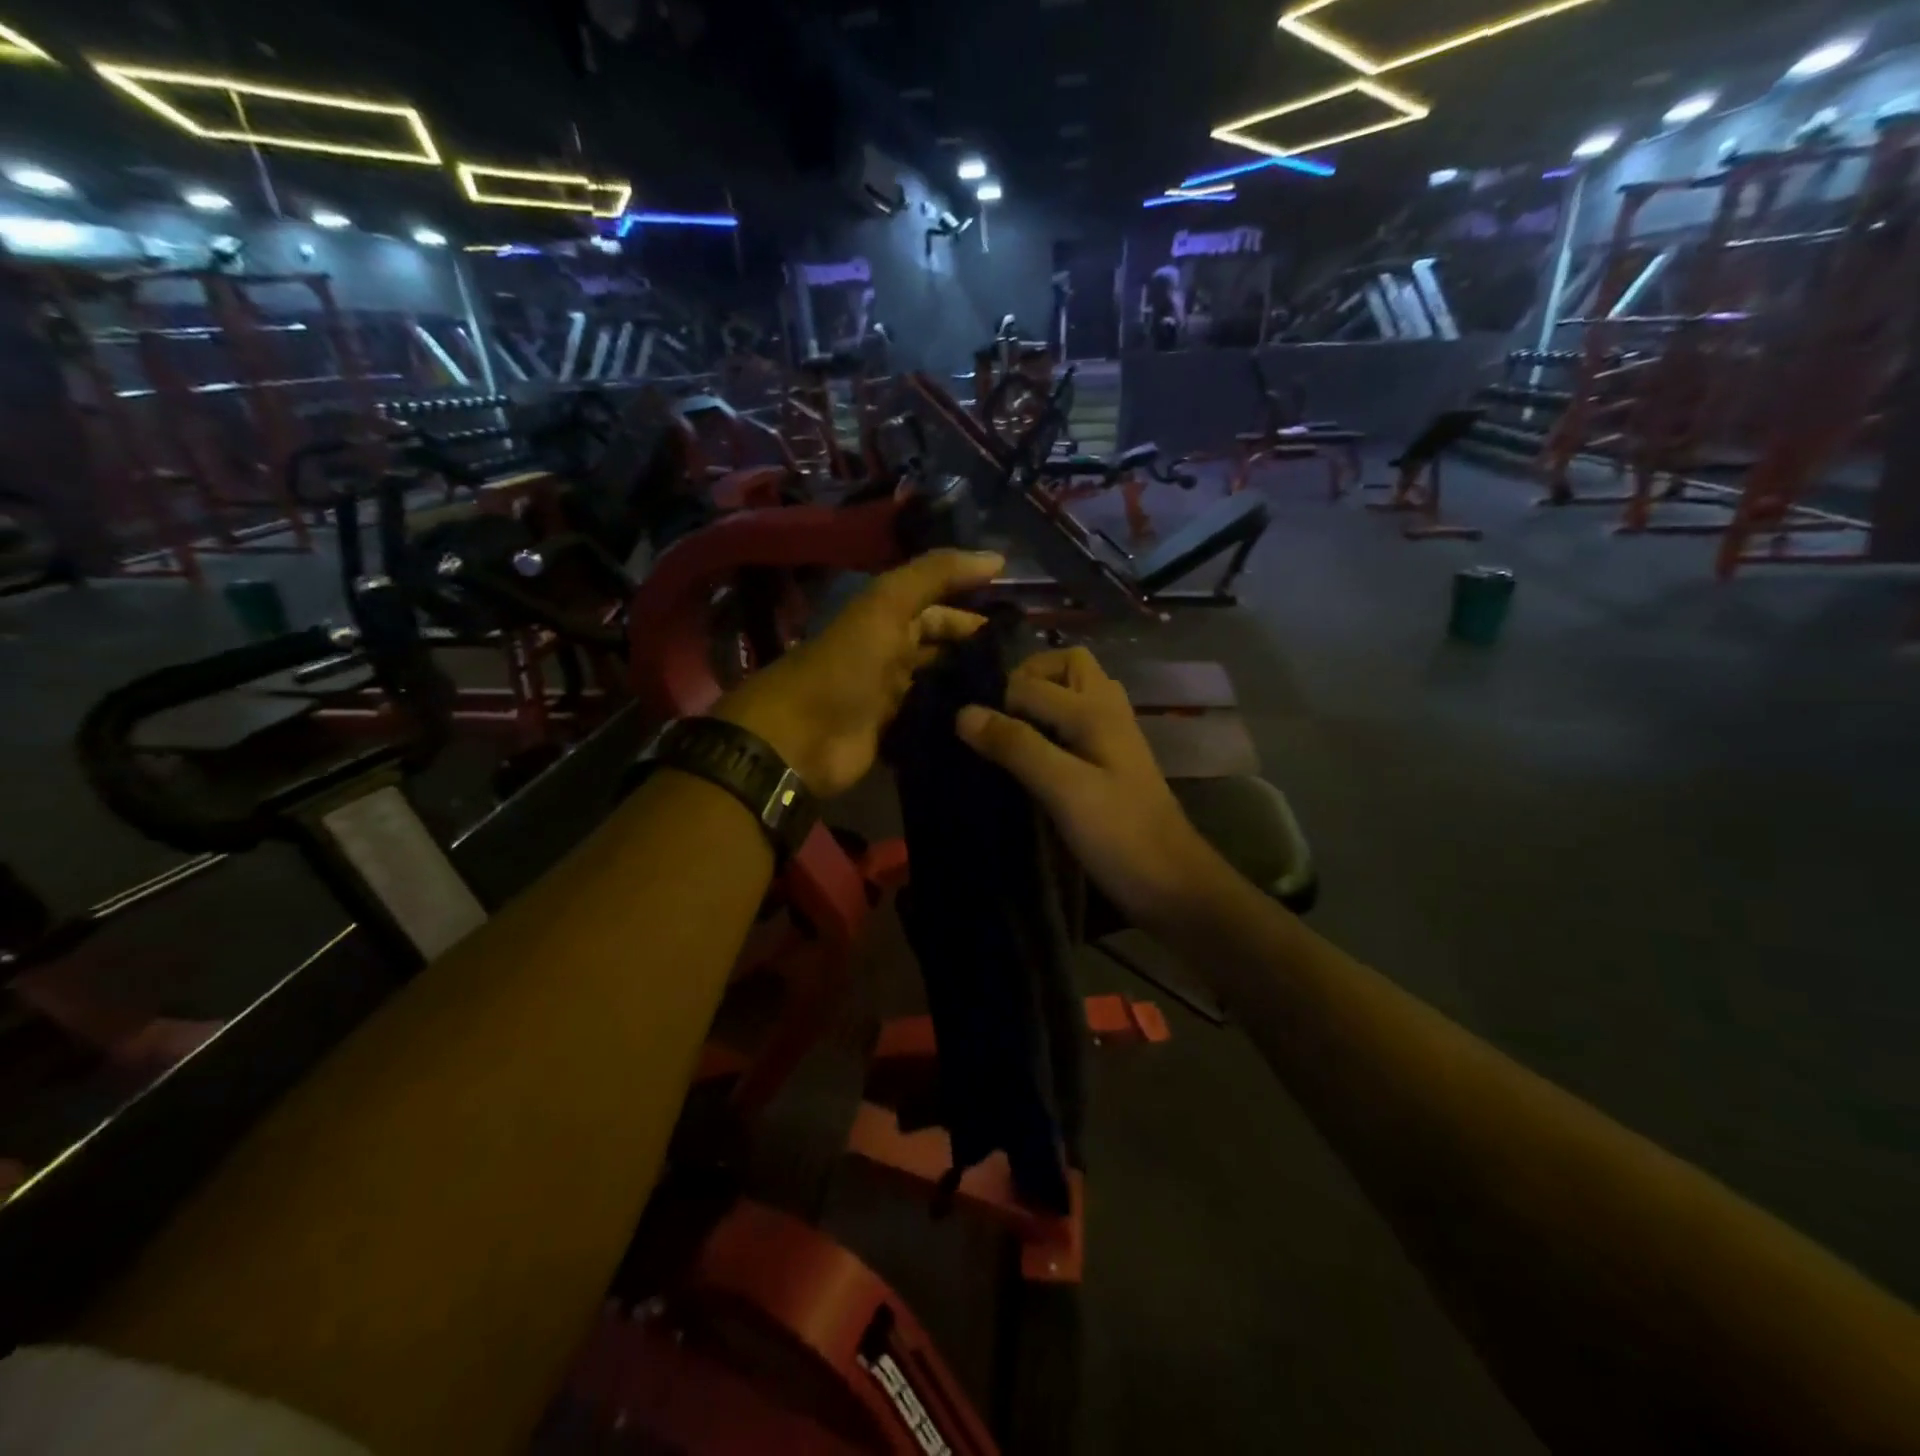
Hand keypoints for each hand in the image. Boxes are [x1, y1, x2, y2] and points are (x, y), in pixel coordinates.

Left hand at [713, 549, 1004, 797]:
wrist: (800, 738)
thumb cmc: (845, 665)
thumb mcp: (888, 605)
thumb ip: (937, 575)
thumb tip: (998, 558)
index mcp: (888, 619)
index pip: (942, 609)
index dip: (977, 614)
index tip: (1024, 631)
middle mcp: (892, 655)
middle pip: (943, 650)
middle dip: (979, 656)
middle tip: (1029, 674)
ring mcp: (892, 698)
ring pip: (940, 687)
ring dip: (971, 691)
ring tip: (1020, 702)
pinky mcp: (893, 736)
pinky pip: (931, 722)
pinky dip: (955, 723)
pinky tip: (990, 729)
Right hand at [955, 647, 1217, 928]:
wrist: (1173, 883)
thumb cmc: (1119, 835)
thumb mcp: (1063, 789)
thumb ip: (1017, 746)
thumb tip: (964, 713)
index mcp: (1095, 711)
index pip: (1030, 683)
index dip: (996, 702)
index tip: (969, 735)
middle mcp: (1108, 711)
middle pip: (1067, 666)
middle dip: (1027, 679)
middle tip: (997, 717)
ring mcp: (1114, 736)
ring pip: (1076, 693)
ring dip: (1042, 699)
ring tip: (1010, 733)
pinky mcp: (1113, 762)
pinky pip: (1079, 722)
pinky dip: (1053, 724)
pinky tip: (1035, 757)